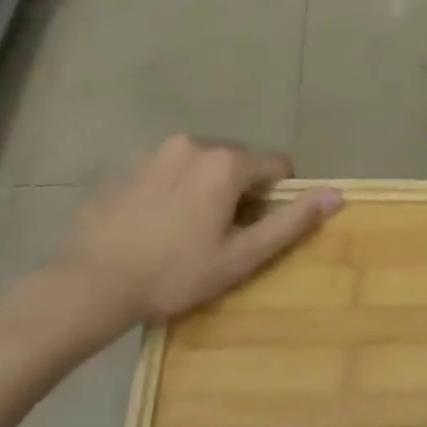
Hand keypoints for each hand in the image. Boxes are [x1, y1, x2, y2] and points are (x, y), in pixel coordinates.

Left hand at [49, 136, 341, 343]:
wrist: (89, 283)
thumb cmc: (174, 274)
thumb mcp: (242, 256)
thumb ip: (292, 221)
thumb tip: (337, 193)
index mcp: (227, 162)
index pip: (277, 165)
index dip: (276, 197)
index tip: (254, 229)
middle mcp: (195, 143)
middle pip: (239, 161)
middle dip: (240, 191)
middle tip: (220, 235)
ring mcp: (156, 150)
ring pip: (203, 163)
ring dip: (207, 187)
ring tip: (186, 230)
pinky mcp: (127, 163)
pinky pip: (170, 168)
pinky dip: (175, 187)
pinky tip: (156, 223)